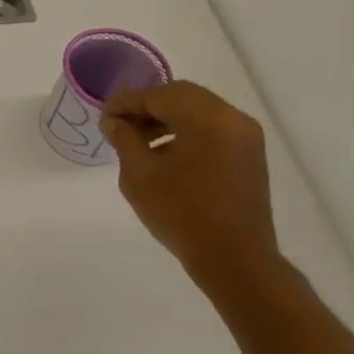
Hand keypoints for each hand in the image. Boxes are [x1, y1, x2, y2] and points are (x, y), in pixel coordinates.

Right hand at [101, 81, 281, 284]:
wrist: (234, 258)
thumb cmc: (181, 213)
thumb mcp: (139, 175)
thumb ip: (124, 139)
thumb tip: (114, 122)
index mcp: (207, 118)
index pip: (159, 95)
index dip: (127, 103)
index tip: (104, 117)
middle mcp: (232, 118)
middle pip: (182, 97)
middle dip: (147, 107)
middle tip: (119, 125)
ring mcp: (245, 137)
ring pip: (198, 112)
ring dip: (166, 119)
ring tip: (138, 142)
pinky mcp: (249, 155)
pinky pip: (212, 130)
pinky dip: (186, 132)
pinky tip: (164, 154)